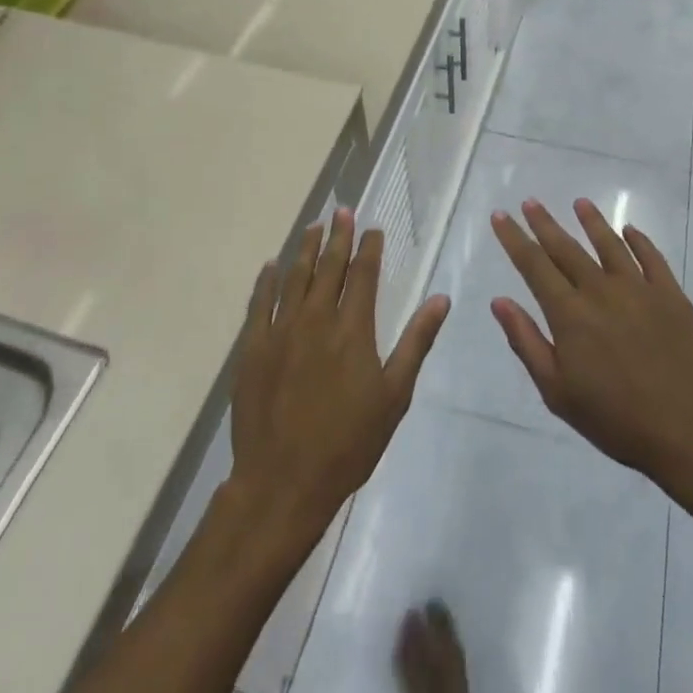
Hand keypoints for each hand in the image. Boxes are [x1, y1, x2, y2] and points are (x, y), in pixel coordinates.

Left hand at [229, 210, 449, 541]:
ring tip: (314, 226)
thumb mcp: (394, 396)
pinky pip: (259, 303)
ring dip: (306, 249)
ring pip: (294, 277)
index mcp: (352, 329)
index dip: (369, 248)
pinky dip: (266, 281)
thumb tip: (440, 299)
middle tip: (342, 211)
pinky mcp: (252, 348)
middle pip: (328, 267)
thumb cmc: (348, 443)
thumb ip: (416, 342)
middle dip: (338, 236)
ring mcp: (280, 331)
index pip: (363, 274)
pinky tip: (271, 266)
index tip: (373, 228)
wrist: (283, 482)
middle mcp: (315, 319)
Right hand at [490, 200, 692, 488]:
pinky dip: (638, 240)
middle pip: (566, 247)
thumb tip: (500, 300)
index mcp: (569, 314)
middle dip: (544, 223)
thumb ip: (526, 342)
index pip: (534, 265)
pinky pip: (652, 257)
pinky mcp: (672, 295)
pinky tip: (630, 230)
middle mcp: (601, 290)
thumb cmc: (616, 420)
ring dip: (592, 221)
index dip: (514, 238)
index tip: (500, 215)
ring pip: (609, 243)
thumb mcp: (557, 392)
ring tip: (579, 202)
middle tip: (531, 201)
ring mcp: (639, 289)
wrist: (690, 432)